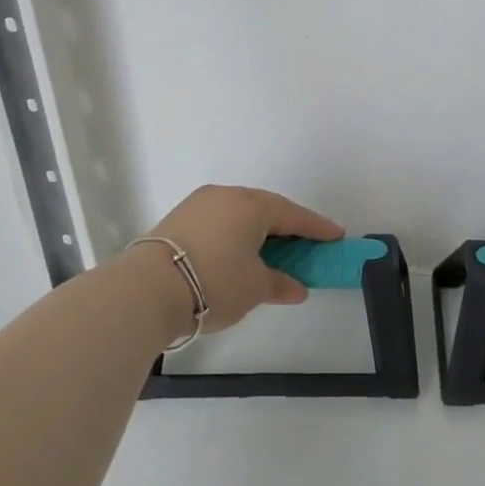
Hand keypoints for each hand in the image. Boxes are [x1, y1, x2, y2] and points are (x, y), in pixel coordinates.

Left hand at [139, 185, 344, 333]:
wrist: (147, 289)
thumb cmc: (214, 282)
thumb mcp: (255, 287)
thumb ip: (280, 283)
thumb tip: (296, 288)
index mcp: (252, 204)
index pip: (294, 215)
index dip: (318, 228)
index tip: (337, 237)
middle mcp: (226, 195)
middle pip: (267, 210)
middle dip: (288, 229)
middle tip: (305, 247)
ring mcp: (198, 205)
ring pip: (240, 216)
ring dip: (259, 234)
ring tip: (272, 254)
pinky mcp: (178, 220)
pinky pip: (220, 223)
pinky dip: (236, 237)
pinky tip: (239, 256)